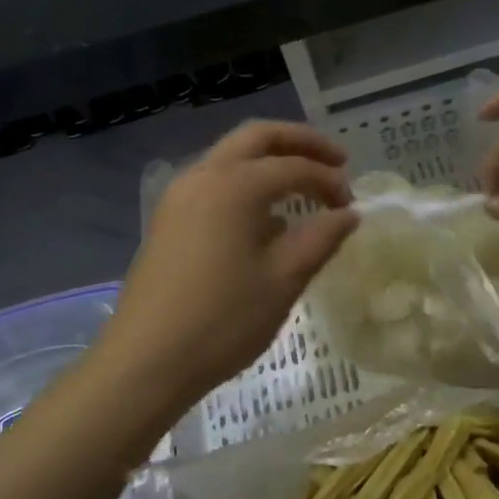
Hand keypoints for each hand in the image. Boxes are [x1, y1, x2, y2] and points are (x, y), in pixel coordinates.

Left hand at [96, 121, 357, 410]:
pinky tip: (265, 219)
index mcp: (235, 185)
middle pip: (258, 137)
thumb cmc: (223, 320)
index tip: (352, 205)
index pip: (295, 167)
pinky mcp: (169, 218)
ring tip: (304, 187)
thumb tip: (348, 214)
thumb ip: (321, 237)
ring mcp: (179, 195)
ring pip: (232, 156)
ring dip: (271, 160)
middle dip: (300, 143)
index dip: (329, 180)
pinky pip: (215, 182)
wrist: (146, 361)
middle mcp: (204, 175)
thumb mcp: (284, 280)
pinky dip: (246, 183)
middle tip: (336, 161)